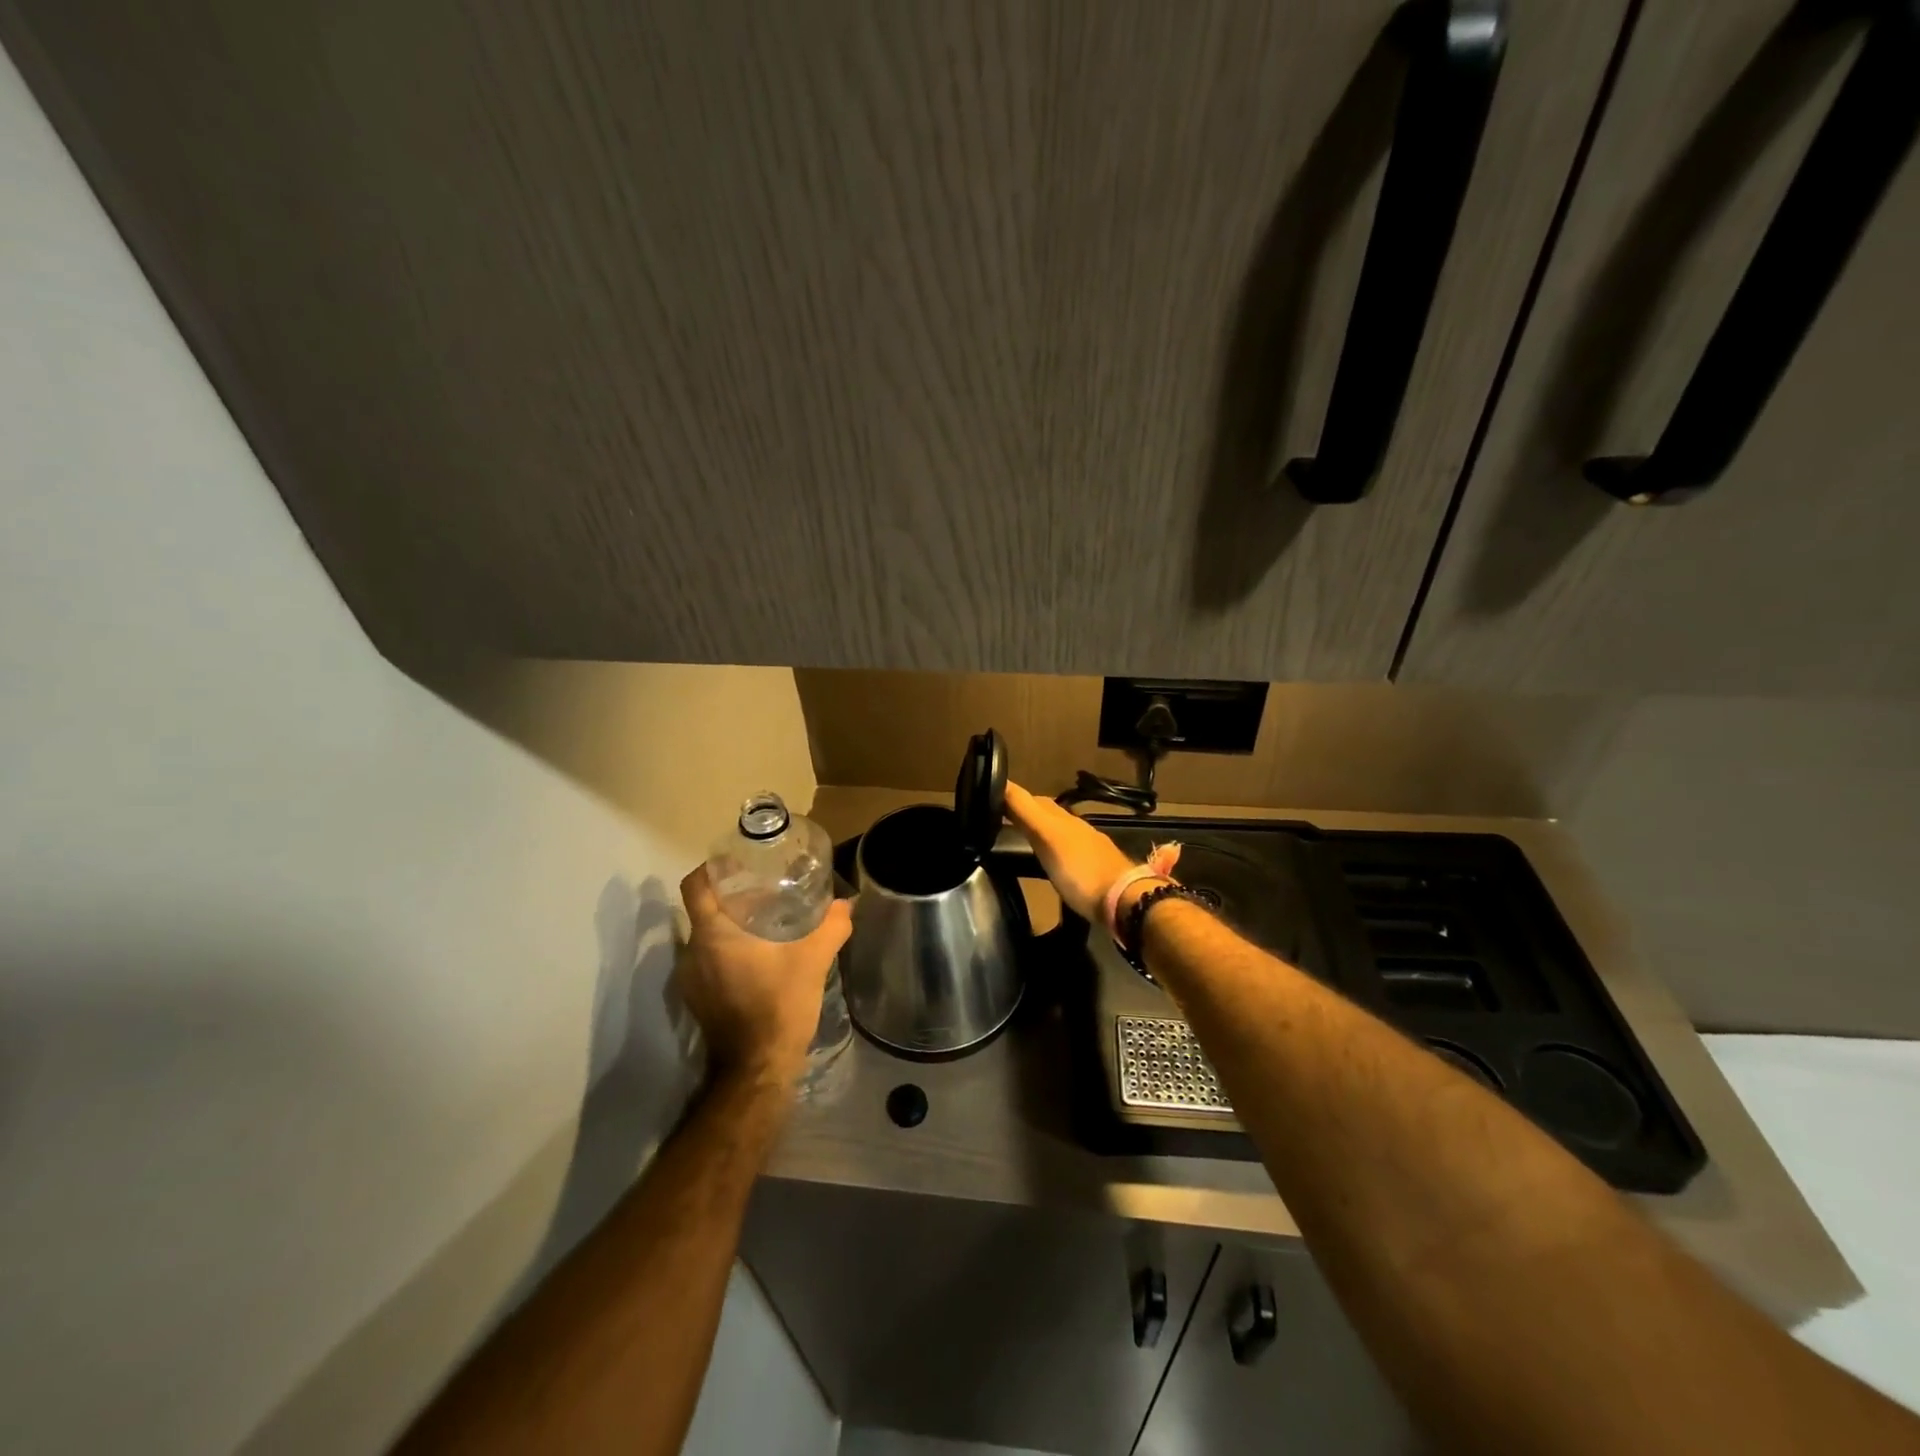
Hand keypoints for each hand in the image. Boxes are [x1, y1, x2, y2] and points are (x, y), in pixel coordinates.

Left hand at [676, 865, 852, 1087]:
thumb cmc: (779, 1004)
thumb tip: (845, 903)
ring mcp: (690, 979)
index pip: (696, 885)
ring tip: (764, 921)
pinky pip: (708, 961)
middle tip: (764, 889)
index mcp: (713, 934)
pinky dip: (728, 951)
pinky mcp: (697, 999)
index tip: (738, 863)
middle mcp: (693, 951)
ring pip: (706, 937)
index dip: (712, 869)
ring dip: (730, 926)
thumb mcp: (814, 959)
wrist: (758, 1066)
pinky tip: (758, 957)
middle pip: (704, 909)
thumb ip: (832, 925)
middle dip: (731, 896)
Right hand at [1003, 781, 1138, 923]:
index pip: (1032, 799)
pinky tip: (1048, 862)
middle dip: (1025, 812)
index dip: (1012, 796)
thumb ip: (1025, 811)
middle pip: (1046, 813)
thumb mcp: (1047, 837)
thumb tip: (1000, 782)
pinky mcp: (1093, 872)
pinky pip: (1067, 853)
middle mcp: (1076, 829)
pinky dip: (1052, 851)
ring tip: (1018, 839)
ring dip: (1039, 831)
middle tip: (999, 818)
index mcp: (1063, 818)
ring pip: (1058, 832)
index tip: (989, 798)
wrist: (1124, 902)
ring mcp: (1088, 850)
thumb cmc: (1080, 870)